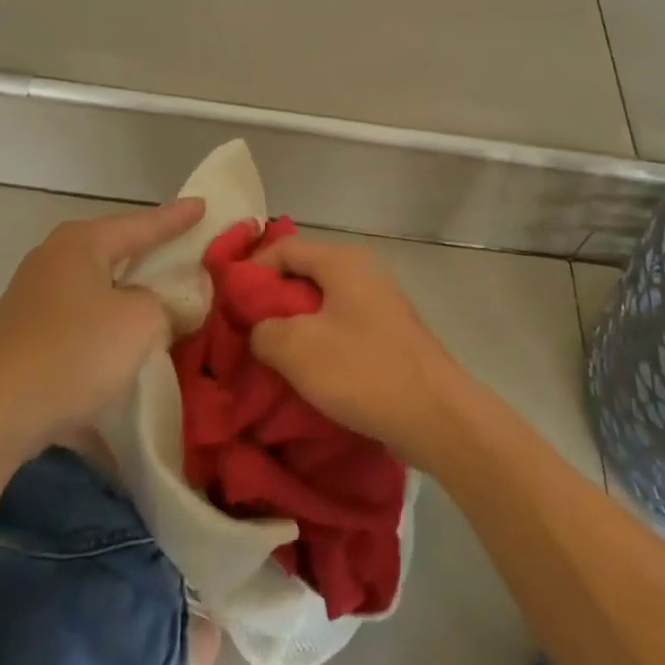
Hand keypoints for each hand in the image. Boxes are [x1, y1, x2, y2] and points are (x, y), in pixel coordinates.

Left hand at [0, 198, 205, 453]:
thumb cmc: (74, 352)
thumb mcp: (142, 321)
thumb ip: (166, 304)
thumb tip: (162, 306)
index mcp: (80, 244)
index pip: (141, 224)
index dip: (176, 217)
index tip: (202, 204)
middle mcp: (51, 262)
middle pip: (112, 253)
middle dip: (146, 256)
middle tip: (181, 253)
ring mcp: (29, 303)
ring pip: (93, 293)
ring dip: (123, 302)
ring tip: (155, 308)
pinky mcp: (19, 343)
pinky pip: (76, 330)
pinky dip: (101, 339)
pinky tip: (119, 360)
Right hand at [247, 235, 466, 463]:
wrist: (436, 416)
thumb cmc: (363, 371)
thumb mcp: (297, 349)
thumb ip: (263, 330)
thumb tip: (260, 329)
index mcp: (342, 262)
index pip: (284, 248)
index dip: (252, 270)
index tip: (229, 304)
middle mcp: (363, 271)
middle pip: (303, 273)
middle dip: (271, 301)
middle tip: (246, 332)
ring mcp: (380, 302)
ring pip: (322, 302)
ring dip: (294, 325)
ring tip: (271, 356)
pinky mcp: (388, 332)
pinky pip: (341, 324)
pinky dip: (319, 340)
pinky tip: (307, 371)